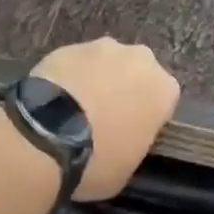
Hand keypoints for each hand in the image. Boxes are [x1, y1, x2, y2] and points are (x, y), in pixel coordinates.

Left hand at [31, 37, 179, 200]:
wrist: (48, 133)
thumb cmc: (98, 159)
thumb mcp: (128, 168)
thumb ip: (135, 142)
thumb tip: (123, 137)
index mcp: (164, 89)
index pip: (164, 100)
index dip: (147, 117)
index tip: (132, 134)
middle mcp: (141, 59)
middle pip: (137, 73)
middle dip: (125, 89)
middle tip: (104, 118)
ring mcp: (104, 47)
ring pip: (106, 63)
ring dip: (97, 79)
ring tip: (75, 109)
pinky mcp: (70, 46)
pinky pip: (77, 63)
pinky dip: (71, 77)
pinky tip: (55, 100)